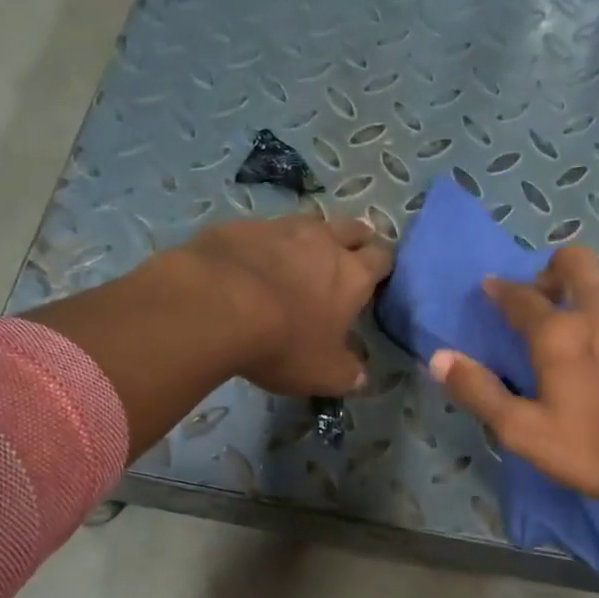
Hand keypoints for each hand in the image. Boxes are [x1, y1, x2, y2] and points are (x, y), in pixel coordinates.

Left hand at [182, 214, 393, 394]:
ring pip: (308, 222)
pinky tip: (251, 264)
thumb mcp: (323, 374)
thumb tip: (360, 375)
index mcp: (353, 275)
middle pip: (352, 228)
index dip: (383, 267)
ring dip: (310, 238)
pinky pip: (262, 231)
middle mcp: (324, 242)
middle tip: (347, 259)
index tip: (377, 279)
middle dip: (355, 240)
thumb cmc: (283, 343)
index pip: (383, 258)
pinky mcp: (241, 226)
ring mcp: (281, 227)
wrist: (215, 306)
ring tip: (299, 259)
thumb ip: (348, 373)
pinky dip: (264, 245)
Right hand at [427, 247, 598, 514]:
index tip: (491, 287)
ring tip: (580, 328)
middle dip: (552, 269)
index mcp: (558, 332)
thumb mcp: (527, 433)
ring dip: (586, 291)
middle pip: (574, 260)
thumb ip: (481, 392)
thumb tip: (439, 357)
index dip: (500, 290)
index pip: (519, 295)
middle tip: (543, 298)